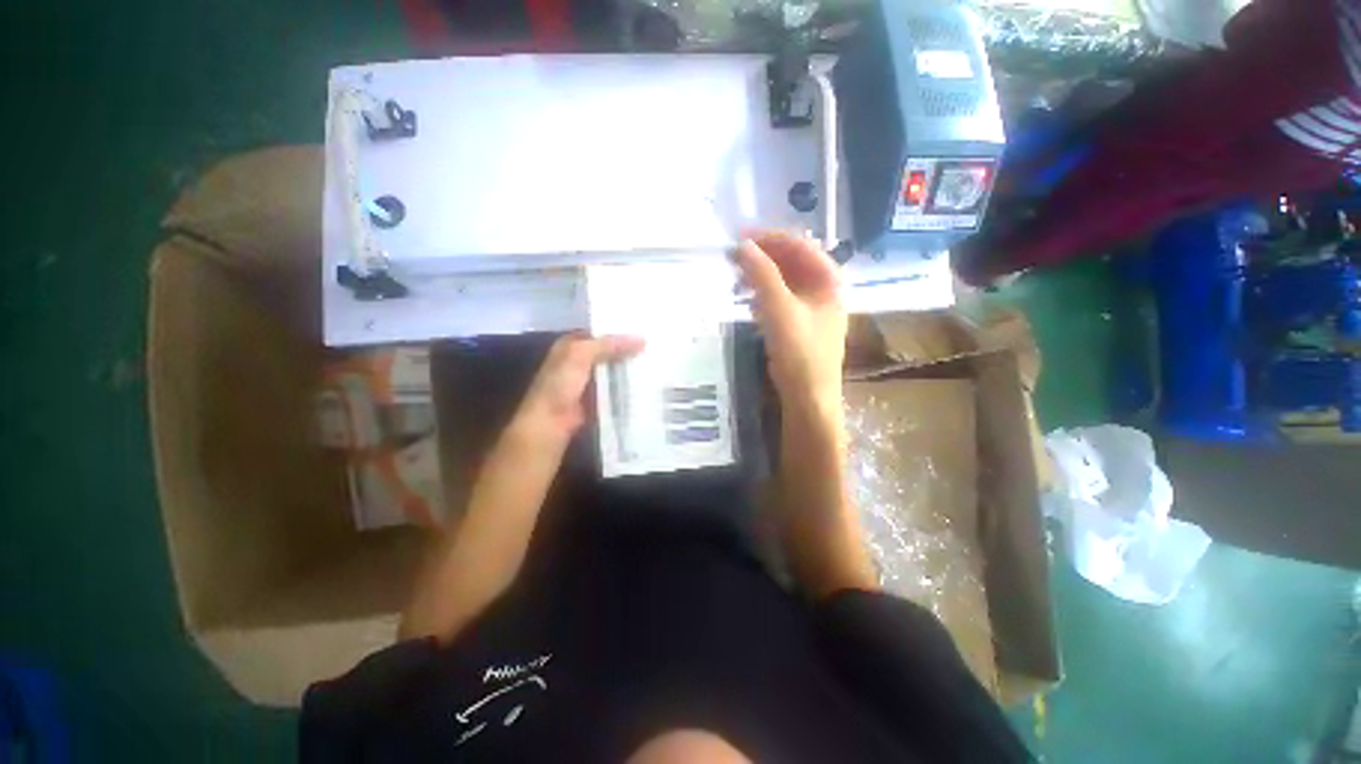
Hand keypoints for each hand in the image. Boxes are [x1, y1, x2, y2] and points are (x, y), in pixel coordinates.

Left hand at [503, 334, 644, 449]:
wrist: (551, 422)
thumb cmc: (560, 384)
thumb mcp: (581, 355)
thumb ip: (609, 345)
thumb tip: (642, 339)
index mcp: (572, 344)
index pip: (600, 332)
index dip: (620, 329)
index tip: (645, 328)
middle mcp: (581, 360)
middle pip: (610, 351)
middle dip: (630, 349)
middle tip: (657, 344)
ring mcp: (590, 380)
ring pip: (616, 369)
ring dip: (632, 368)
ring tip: (658, 362)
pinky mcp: (599, 397)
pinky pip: (617, 387)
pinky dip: (629, 385)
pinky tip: (649, 382)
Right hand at [736, 231, 846, 410]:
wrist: (808, 399)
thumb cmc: (800, 354)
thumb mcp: (779, 310)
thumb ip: (762, 275)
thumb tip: (741, 245)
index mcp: (829, 280)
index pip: (799, 244)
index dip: (769, 237)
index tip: (739, 237)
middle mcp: (823, 289)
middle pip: (792, 260)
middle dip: (763, 255)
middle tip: (733, 255)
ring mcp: (811, 308)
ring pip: (784, 279)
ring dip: (761, 273)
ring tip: (736, 274)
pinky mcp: (798, 324)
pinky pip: (780, 298)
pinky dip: (763, 293)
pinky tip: (747, 298)